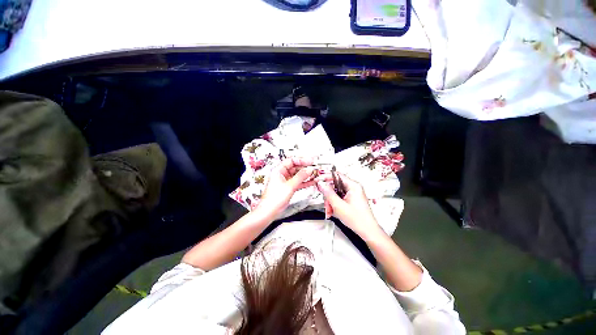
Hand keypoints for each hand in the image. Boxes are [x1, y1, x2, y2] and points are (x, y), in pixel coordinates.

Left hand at [254, 157, 316, 220]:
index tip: (310, 161)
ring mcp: (285, 181)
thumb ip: (300, 177)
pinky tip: (311, 181)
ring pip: (297, 175)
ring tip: (314, 174)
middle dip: (305, 168)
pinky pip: (298, 182)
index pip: (291, 160)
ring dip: (306, 175)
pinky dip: (304, 182)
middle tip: (313, 168)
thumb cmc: (273, 199)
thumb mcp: (290, 186)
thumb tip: (308, 170)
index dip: (301, 160)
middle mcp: (281, 174)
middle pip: (295, 167)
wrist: (269, 211)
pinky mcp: (288, 187)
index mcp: (278, 170)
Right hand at [317, 173, 382, 239]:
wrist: (368, 232)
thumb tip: (321, 183)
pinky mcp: (351, 199)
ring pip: (335, 193)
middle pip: (334, 185)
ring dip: (330, 201)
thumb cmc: (358, 220)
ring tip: (330, 211)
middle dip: (328, 195)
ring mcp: (352, 194)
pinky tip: (333, 211)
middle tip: (326, 204)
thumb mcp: (339, 206)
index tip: (317, 181)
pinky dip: (334, 204)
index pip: (336, 175)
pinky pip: (339, 198)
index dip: (325, 177)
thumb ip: (328, 193)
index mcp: (353, 186)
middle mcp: (353, 188)